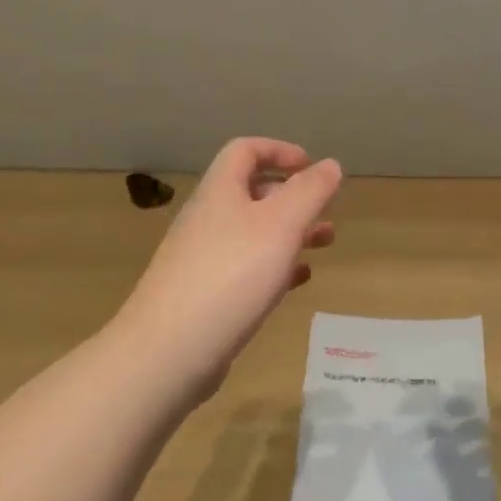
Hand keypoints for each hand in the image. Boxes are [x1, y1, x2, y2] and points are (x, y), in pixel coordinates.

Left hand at [115, 138, 340, 400]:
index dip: (279, 150)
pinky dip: (274, 266)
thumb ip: (309, 192)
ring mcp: (202, 258)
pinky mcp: (204, 294)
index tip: (311, 166)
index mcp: (220, 192)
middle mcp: (208, 218)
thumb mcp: (280, 226)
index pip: (245, 150)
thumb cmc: (231, 275)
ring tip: (325, 244)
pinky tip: (297, 280)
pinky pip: (245, 268)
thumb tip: (331, 164)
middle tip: (326, 211)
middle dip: (293, 197)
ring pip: (253, 232)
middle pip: (251, 192)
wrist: (169, 351)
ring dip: (290, 232)